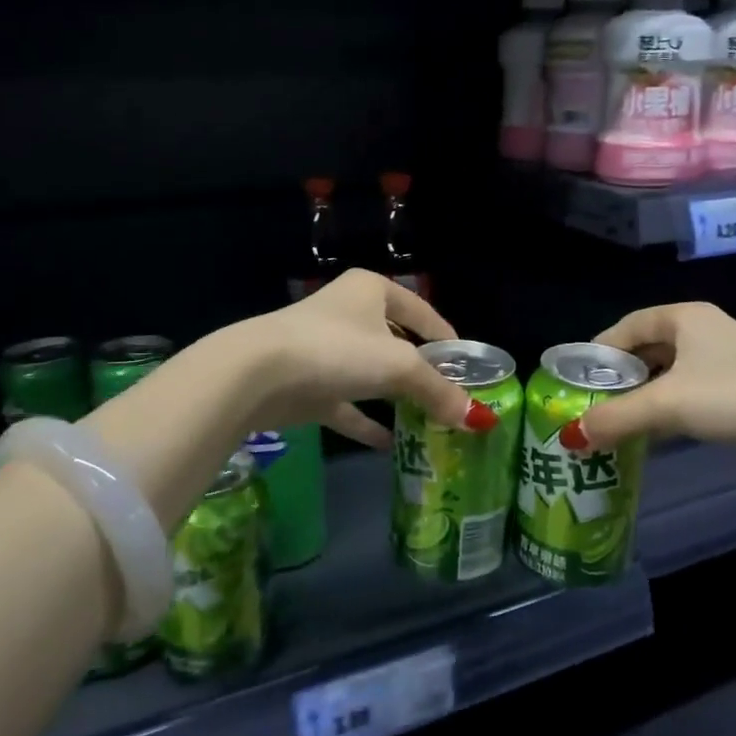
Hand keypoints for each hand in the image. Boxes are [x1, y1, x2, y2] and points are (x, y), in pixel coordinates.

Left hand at [228, 270, 489, 447]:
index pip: (421, 312)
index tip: (469, 366)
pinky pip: (348, 405)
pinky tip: (391, 444)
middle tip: (452, 398)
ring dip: (397, 397)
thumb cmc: (338, 350)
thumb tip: (479, 419)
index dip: (447, 338)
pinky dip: (368, 422)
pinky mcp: (308, 386)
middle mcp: (349, 314)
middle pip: (397, 343)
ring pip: (371, 374)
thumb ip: (438, 391)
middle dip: (423, 371)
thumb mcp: (399, 366)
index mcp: (371, 291)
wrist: (256, 374)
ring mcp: (325, 351)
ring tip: (430, 420)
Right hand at [576, 303, 735, 481]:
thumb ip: (618, 417)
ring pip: (669, 372)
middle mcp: (702, 330)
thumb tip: (571, 436)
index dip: (597, 351)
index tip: (576, 381)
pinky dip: (670, 408)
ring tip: (618, 424)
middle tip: (593, 407)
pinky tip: (660, 433)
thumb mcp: (670, 404)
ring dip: (643, 396)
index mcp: (683, 317)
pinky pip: (691, 391)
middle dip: (619, 377)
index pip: (625, 326)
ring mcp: (725, 358)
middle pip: (646, 348)